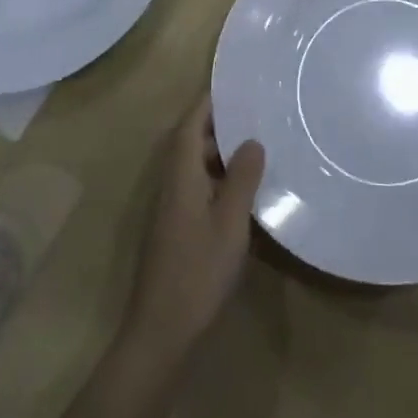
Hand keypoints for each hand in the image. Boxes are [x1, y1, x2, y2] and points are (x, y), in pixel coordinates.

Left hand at [124, 95, 264, 360]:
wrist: (160, 333)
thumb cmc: (197, 271)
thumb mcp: (230, 223)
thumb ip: (242, 177)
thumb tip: (252, 139)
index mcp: (181, 172)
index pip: (191, 121)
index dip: (210, 101)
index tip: (236, 84)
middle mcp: (172, 182)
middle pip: (192, 139)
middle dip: (220, 122)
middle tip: (256, 111)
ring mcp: (172, 207)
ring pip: (195, 164)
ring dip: (220, 151)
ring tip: (257, 143)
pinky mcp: (176, 229)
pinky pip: (198, 186)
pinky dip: (218, 177)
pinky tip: (243, 189)